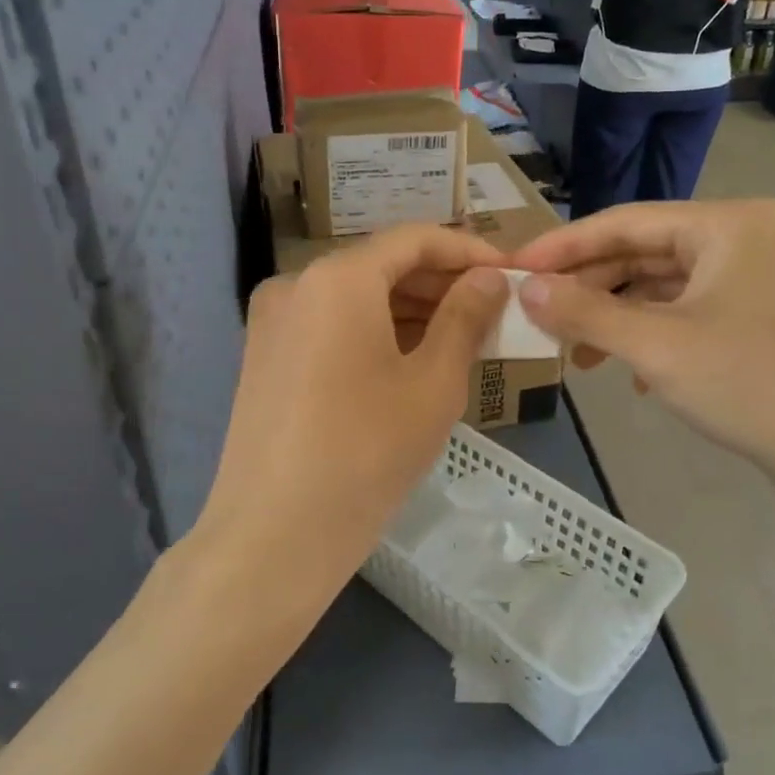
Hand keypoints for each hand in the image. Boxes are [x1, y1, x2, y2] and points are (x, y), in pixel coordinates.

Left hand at [194, 226, 508, 611]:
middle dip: (441, 283)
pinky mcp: (264, 356)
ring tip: (462, 337)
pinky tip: (411, 360)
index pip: (415, 239)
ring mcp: (272, 321)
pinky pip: (330, 326)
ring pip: (355, 297)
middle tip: (493, 311)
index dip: (469, 251)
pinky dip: (375, 332)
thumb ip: (466, 317)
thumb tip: (489, 278)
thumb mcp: (433, 383)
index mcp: (338, 277)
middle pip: (381, 265)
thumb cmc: (366, 453)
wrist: (274, 535)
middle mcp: (296, 283)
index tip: (511, 273)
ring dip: (410, 310)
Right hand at [508, 200, 774, 494]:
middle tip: (539, 318)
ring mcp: (759, 279)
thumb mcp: (655, 346)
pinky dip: (653, 336)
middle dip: (590, 288)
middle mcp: (746, 238)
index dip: (563, 246)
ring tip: (577, 355)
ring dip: (618, 318)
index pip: (624, 221)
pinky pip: (691, 313)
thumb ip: (585, 312)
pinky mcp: (763, 318)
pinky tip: (632, 375)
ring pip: (666, 288)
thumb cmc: (750, 384)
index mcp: (727, 224)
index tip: (514, 269)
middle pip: (645, 253)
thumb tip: (525, 288)